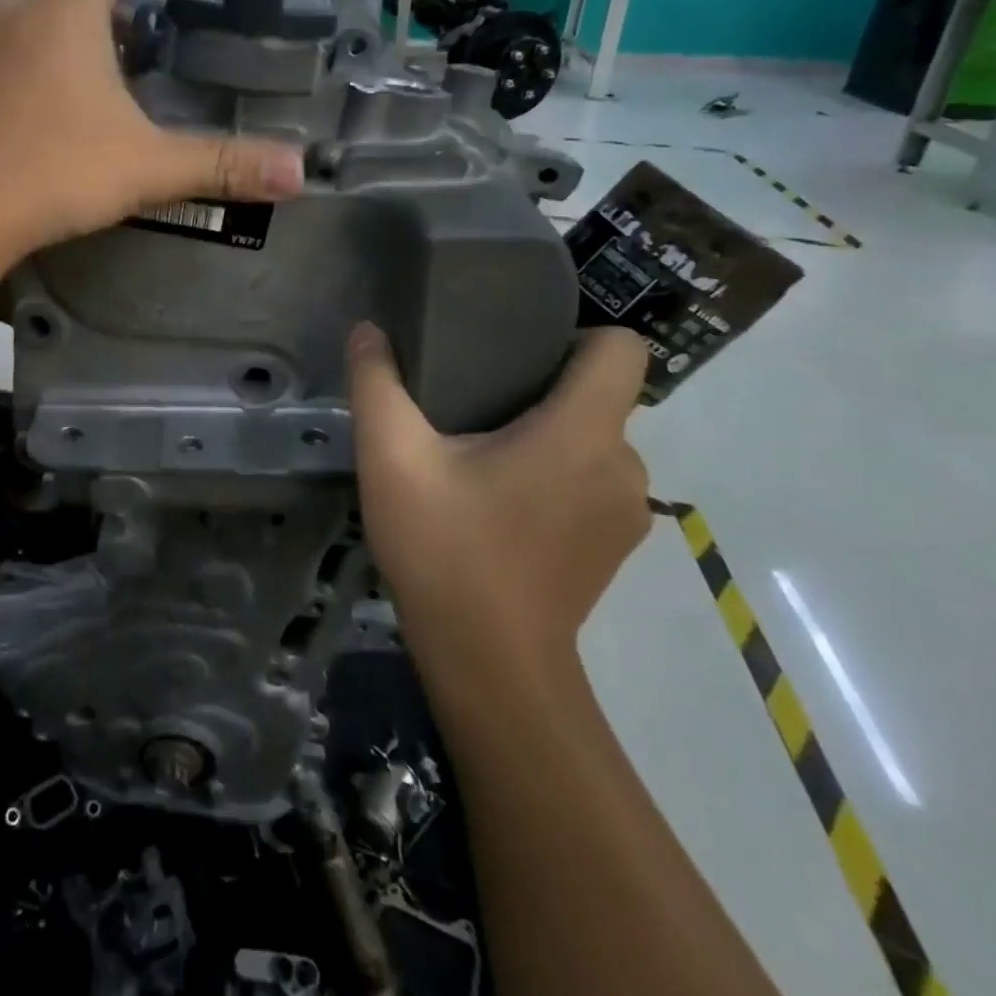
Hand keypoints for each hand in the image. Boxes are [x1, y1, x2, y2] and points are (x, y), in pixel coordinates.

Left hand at [0, 0, 304, 261]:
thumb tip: (301, 173)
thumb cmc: (56, 173)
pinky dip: (17, 65)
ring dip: (55, 35)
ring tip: (81, 72)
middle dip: (100, 5)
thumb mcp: (149, 168)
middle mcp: (15, 10)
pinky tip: (26, 106)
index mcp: (68, 11)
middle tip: (132, 38)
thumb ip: (223, 165)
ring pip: (24, 20)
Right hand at [347, 323, 651, 670]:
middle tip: (473, 404)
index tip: (514, 353)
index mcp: (583, 432)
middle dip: (542, 387)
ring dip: (548, 435)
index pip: (620, 348)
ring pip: (594, 439)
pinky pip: (593, 480)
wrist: (489, 664)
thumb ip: (378, 385)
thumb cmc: (445, 550)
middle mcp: (623, 463)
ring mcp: (627, 511)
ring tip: (481, 453)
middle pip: (599, 394)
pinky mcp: (616, 544)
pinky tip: (502, 502)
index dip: (573, 336)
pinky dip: (557, 475)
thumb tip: (368, 331)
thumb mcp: (392, 459)